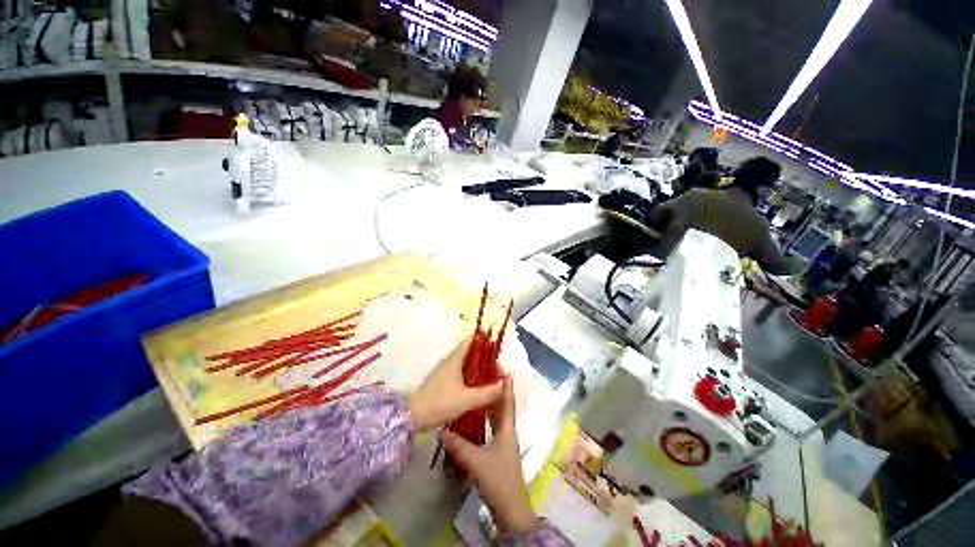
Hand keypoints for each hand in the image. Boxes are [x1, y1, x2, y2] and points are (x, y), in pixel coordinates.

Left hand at [409, 337, 503, 430]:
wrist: (413, 416)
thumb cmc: (440, 403)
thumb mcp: (467, 399)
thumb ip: (488, 392)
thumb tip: (505, 384)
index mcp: (455, 359)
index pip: (471, 341)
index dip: (484, 343)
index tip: (496, 352)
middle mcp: (449, 360)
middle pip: (470, 352)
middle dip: (484, 358)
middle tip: (496, 369)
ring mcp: (445, 370)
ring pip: (465, 363)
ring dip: (477, 368)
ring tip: (490, 378)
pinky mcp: (442, 380)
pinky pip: (460, 372)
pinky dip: (470, 376)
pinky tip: (476, 387)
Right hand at [441, 378, 536, 532]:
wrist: (510, 509)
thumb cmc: (498, 479)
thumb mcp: (477, 461)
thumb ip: (459, 446)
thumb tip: (442, 430)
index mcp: (507, 430)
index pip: (507, 403)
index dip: (507, 387)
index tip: (505, 372)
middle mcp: (507, 433)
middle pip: (503, 409)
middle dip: (497, 393)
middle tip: (487, 379)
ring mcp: (504, 444)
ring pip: (497, 420)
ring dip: (491, 407)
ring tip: (480, 394)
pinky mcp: (498, 453)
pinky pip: (492, 430)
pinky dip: (486, 422)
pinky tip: (476, 421)